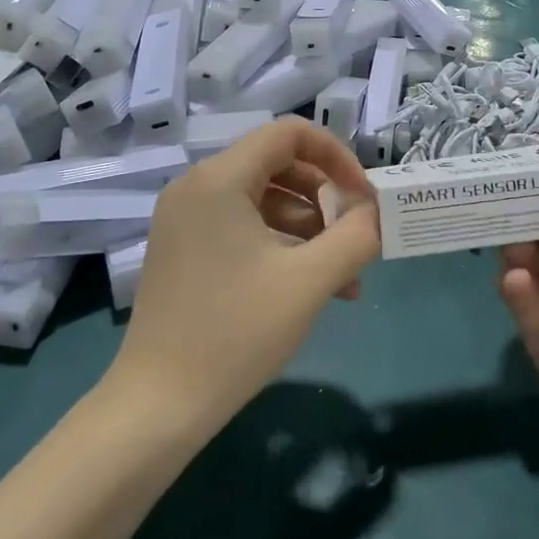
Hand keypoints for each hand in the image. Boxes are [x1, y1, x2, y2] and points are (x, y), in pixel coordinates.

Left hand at [109, 118, 380, 435]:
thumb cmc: (236, 332)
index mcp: (219, 180)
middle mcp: (196, 188)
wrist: (160, 405)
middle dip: (326, 197)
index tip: (363, 196)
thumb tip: (378, 213)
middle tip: (355, 236)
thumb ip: (355, 236)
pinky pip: (243, 228)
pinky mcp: (185, 251)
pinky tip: (312, 287)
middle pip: (277, 165)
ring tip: (345, 277)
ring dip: (309, 229)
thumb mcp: (309, 281)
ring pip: (263, 201)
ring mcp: (185, 221)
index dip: (336, 155)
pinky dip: (281, 246)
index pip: (288, 133)